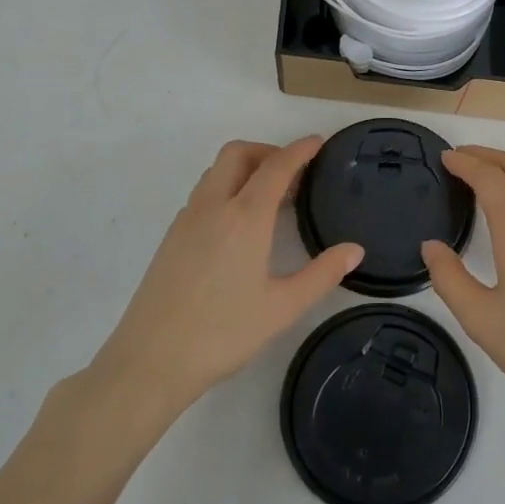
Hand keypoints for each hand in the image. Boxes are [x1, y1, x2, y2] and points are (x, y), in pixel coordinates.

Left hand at [90, 138, 362, 414]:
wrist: (150, 361)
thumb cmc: (222, 333)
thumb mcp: (282, 308)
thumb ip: (322, 274)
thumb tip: (354, 250)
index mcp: (244, 218)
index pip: (275, 167)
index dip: (299, 150)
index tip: (318, 142)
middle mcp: (212, 207)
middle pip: (237, 154)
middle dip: (267, 152)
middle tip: (293, 175)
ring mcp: (186, 220)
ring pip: (216, 172)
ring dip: (244, 170)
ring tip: (270, 200)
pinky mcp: (171, 237)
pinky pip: (203, 194)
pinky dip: (226, 190)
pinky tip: (239, 226)